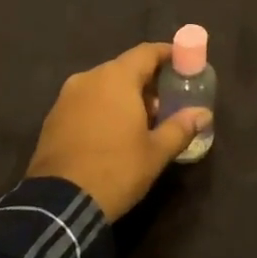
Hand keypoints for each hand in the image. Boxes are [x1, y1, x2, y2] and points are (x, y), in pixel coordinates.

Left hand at [25, 43, 211, 219]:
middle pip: (124, 68)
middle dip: (147, 81)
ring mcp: (67, 97)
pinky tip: (111, 133)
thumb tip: (204, 114)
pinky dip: (102, 108)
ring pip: (103, 85)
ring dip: (123, 96)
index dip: (167, 54)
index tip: (183, 64)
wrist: (58, 205)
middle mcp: (89, 78)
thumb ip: (181, 127)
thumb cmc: (115, 170)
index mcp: (116, 78)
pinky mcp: (53, 118)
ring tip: (140, 121)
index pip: (147, 52)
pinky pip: (85, 102)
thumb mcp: (155, 152)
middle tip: (166, 101)